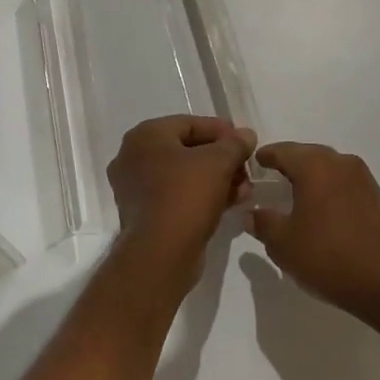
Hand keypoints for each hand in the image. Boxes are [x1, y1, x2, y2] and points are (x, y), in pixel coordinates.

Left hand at [106, 116, 255, 284]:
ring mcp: (135, 188)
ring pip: (184, 175)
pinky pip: (178, 196)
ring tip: (245, 190)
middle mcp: (133, 158)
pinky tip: (230, 203)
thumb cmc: (186, 196)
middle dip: (222, 159)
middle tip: (246, 169)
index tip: (245, 142)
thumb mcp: (219, 162)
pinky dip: (203, 196)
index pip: (190, 123)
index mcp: (145, 136)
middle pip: (188, 150)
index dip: (222, 131)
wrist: (160, 255)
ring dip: (217, 179)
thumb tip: (246, 135)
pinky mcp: (144, 215)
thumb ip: (235, 144)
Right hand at [248, 143, 379, 324]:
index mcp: (316, 166)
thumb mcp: (284, 244)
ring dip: (310, 175)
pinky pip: (343, 181)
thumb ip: (263, 222)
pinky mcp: (376, 194)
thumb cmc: (328, 258)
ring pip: (328, 166)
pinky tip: (321, 208)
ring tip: (294, 194)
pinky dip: (328, 187)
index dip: (264, 156)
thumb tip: (252, 212)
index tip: (252, 164)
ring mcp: (363, 177)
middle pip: (307, 154)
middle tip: (270, 179)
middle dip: (288, 163)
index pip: (283, 151)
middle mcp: (341, 162)